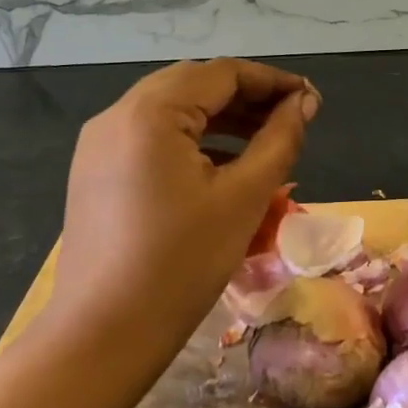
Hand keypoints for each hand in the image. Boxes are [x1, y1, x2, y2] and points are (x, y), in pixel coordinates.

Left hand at [52, 58, 317, 376]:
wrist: (104, 334)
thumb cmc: (182, 263)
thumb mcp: (243, 198)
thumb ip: (279, 140)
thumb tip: (304, 103)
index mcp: (150, 113)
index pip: (222, 74)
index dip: (273, 81)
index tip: (312, 100)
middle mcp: (117, 115)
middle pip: (193, 86)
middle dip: (247, 97)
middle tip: (292, 119)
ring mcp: (99, 144)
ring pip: (171, 111)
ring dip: (221, 118)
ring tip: (266, 140)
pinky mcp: (95, 172)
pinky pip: (152, 139)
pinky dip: (192, 141)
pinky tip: (223, 167)